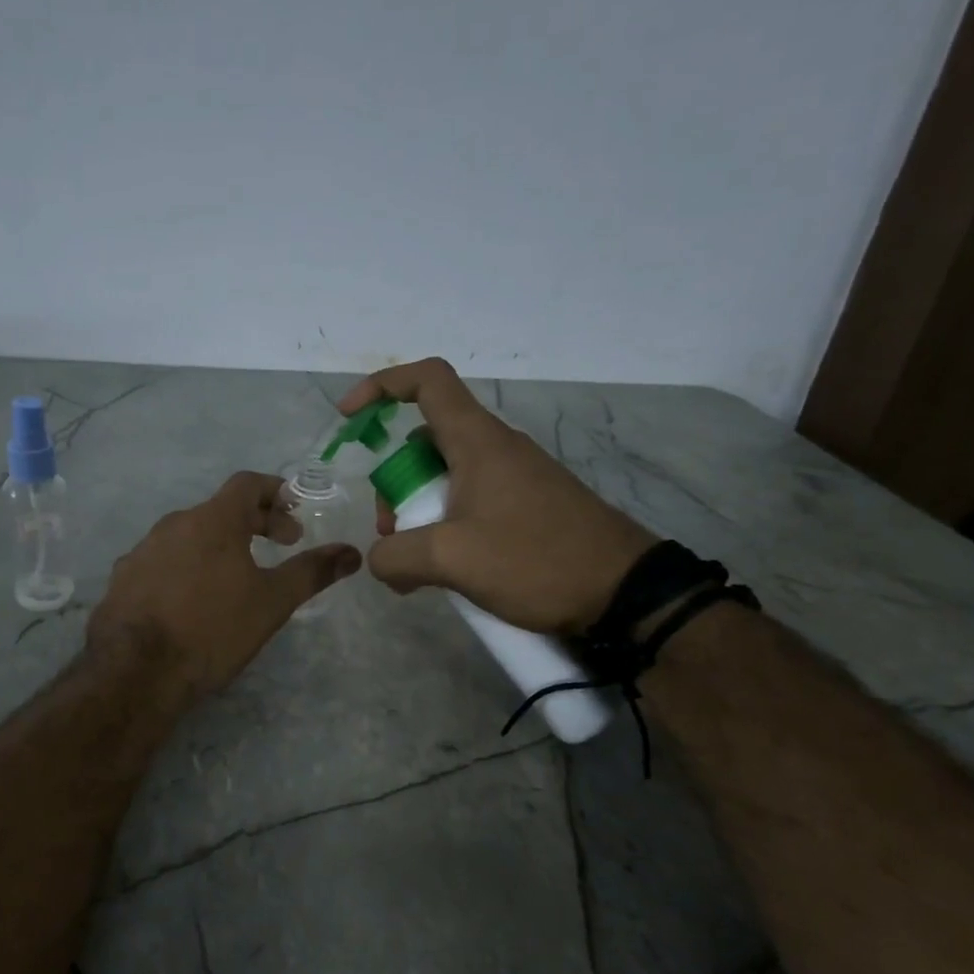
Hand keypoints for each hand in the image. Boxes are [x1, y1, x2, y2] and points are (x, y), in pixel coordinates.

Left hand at [88, 472, 361, 699]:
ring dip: (217, 546)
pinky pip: (162, 561)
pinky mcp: (123, 579)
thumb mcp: (272, 602)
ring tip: (236, 578)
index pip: (247, 483)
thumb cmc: (213, 629)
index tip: (294, 518)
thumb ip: (312, 572)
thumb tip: (352, 552)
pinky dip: (185, 568)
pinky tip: (191, 602)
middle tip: (279, 547)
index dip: (276, 492)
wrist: (136, 671)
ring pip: (188, 536)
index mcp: (212, 520)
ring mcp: (142, 550)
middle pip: (219, 510)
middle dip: (254, 523)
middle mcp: (173, 524)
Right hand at [338, 358, 654, 632]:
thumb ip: (396, 556)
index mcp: (477, 441)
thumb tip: (380, 559)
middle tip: (391, 533)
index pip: (428, 382)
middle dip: (394, 482)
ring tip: (416, 565)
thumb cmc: (535, 559)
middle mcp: (495, 449)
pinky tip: (446, 570)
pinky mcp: (527, 506)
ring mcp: (514, 478)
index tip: (349, 419)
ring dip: (418, 512)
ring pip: (445, 477)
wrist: (623, 592)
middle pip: (425, 442)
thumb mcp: (452, 559)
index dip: (382, 387)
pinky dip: (445, 526)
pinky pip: (469, 501)